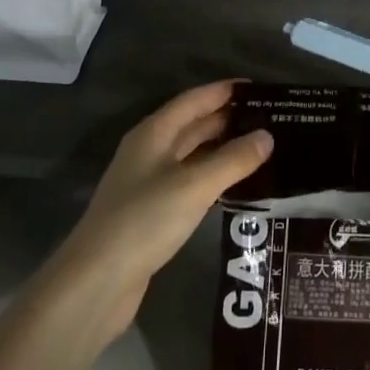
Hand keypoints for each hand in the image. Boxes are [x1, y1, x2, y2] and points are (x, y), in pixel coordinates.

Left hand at [43, 80, 271, 346]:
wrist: (97, 281)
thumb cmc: (145, 220)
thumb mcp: (194, 186)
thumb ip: (233, 159)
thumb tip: (268, 136)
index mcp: (154, 132)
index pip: (195, 99)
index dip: (226, 91)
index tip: (261, 89)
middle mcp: (150, 150)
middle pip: (194, 125)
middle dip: (230, 119)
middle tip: (272, 119)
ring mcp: (149, 182)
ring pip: (194, 154)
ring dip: (224, 148)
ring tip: (264, 147)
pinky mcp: (153, 211)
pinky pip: (191, 181)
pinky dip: (215, 176)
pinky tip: (238, 184)